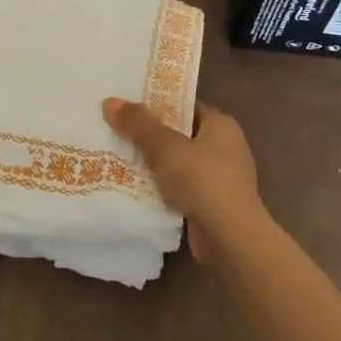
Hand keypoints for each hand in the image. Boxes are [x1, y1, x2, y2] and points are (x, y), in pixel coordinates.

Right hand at [102, 98, 264, 263]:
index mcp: (221, 125)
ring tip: (117, 158)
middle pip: (179, 134)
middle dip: (149, 136)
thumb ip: (138, 123)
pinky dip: (161, 188)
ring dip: (153, 164)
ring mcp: (220, 178)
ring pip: (178, 163)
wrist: (230, 238)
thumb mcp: (165, 146)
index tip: (126, 106)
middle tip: (115, 130)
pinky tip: (134, 188)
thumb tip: (110, 102)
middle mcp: (225, 147)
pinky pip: (180, 188)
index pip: (184, 106)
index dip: (156, 104)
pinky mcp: (212, 205)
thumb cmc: (202, 180)